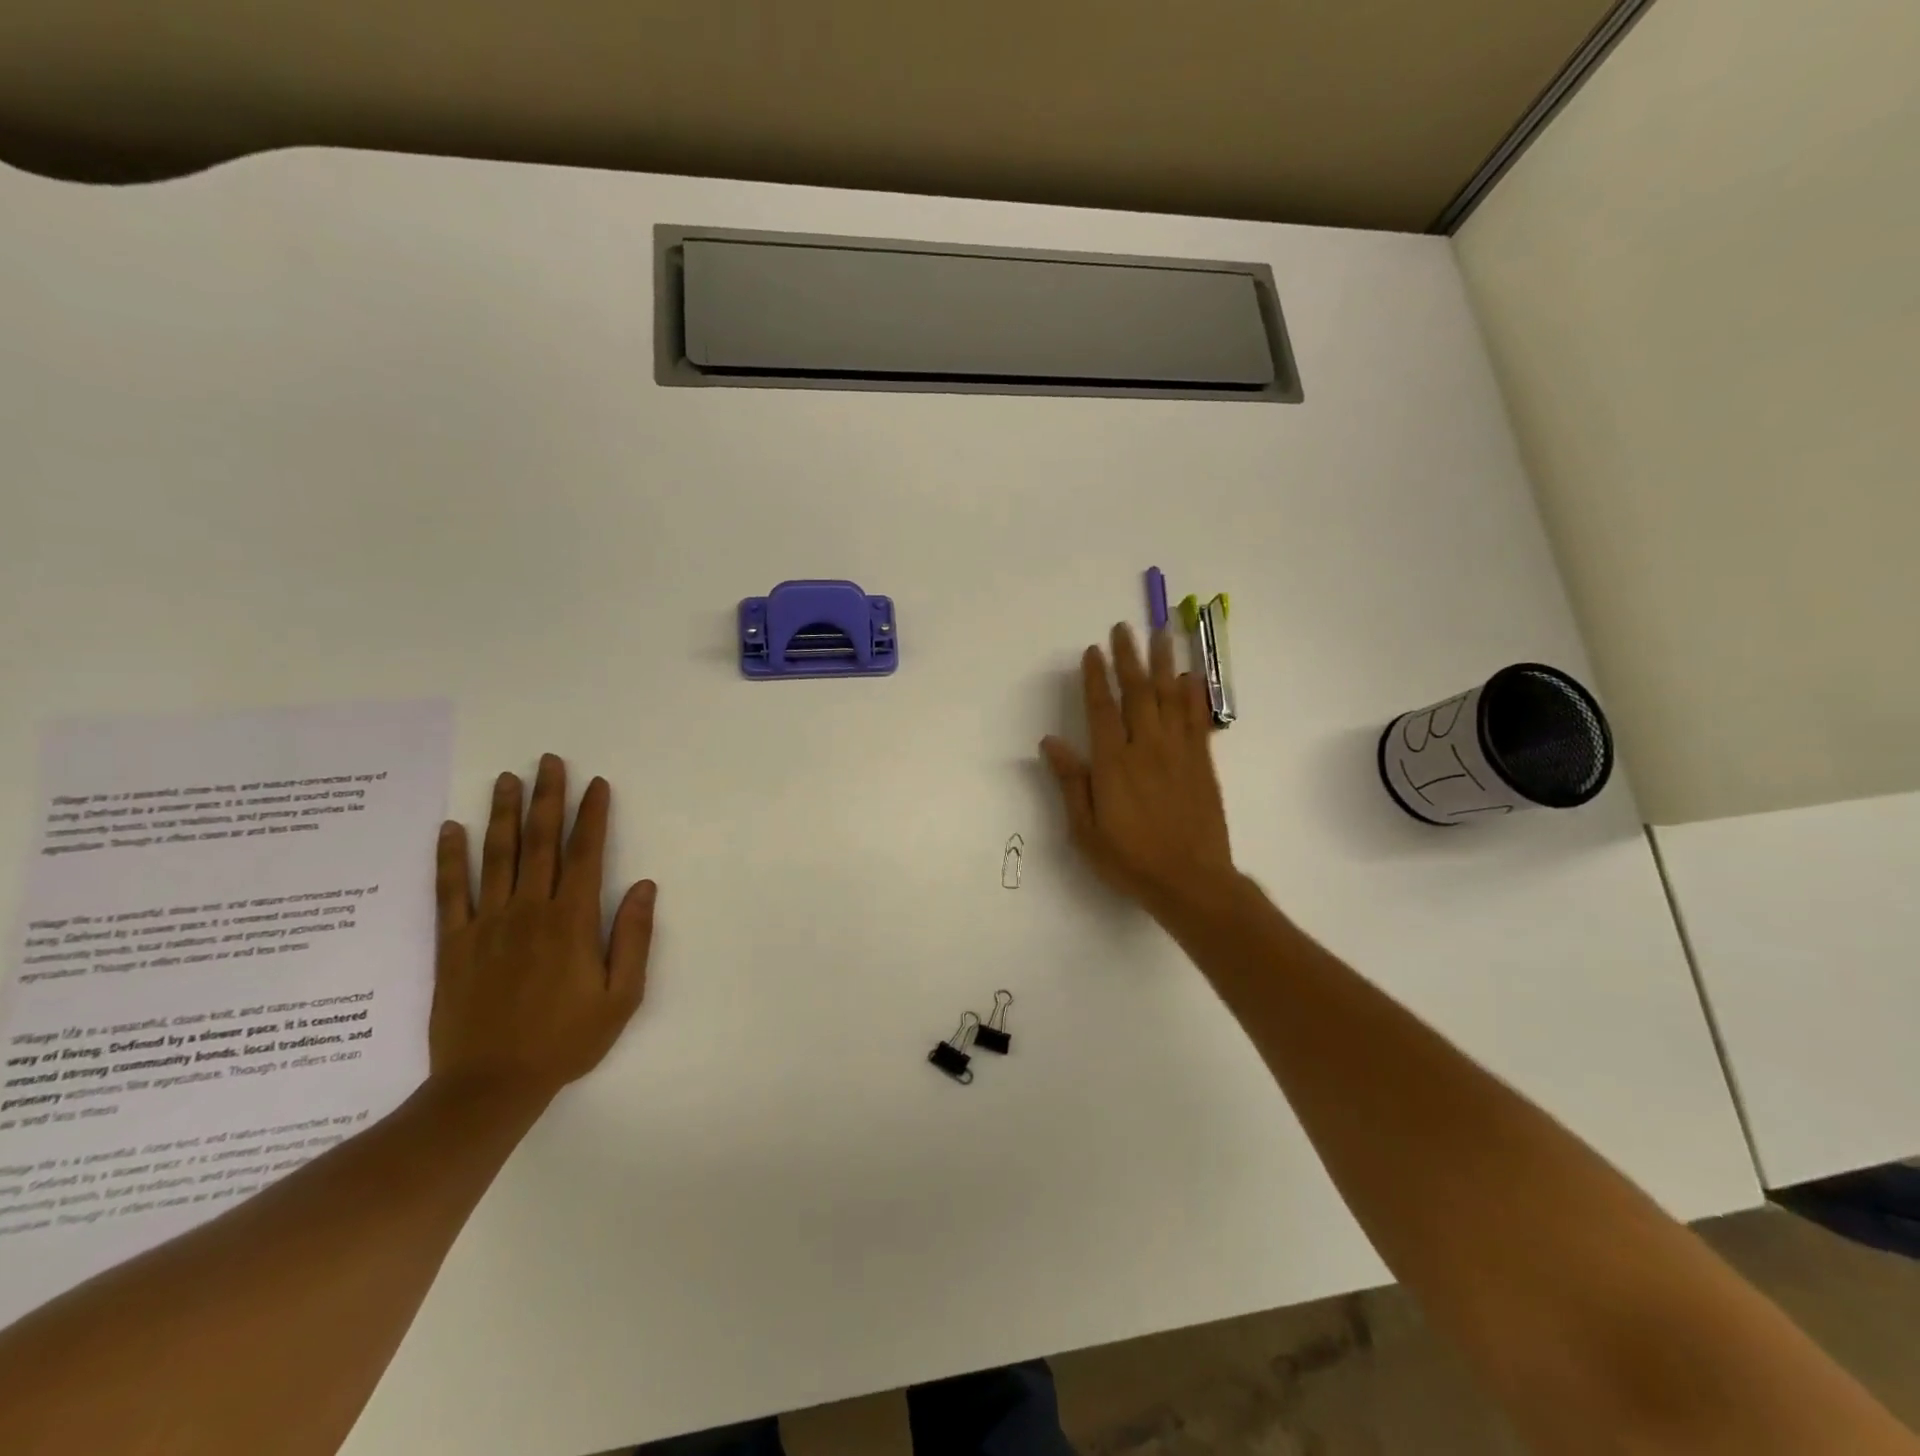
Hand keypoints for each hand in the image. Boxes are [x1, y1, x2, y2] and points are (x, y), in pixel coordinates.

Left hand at [430, 754, 655, 1102]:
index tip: (596, 784)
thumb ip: (633, 937)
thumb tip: (643, 886)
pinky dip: (449, 858)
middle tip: (548, 761)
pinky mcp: (453, 944)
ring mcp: (486, 925)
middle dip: (547, 798)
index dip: (592, 816)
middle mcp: (529, 911)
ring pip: (496, 857)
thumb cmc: (566, 1041)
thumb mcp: (621, 996)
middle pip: (539, 843)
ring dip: (502, 814)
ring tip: (506, 779)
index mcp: (572, 921)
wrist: (489, 1086)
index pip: (585, 854)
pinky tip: (450, 829)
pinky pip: (449, 892)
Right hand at [1041, 623, 1234, 917]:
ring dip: (1163, 663)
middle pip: (1137, 692)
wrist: (1190, 881)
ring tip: (1161, 634)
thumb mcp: (1085, 830)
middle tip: (1124, 628)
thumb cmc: (1129, 859)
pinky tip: (1191, 675)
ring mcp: (1178, 753)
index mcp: (1113, 764)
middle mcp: (1146, 748)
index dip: (1096, 677)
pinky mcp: (1202, 763)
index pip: (1102, 709)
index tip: (1092, 651)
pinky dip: (1194, 694)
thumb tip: (1051, 741)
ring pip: (1169, 697)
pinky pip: (1198, 719)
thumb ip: (1070, 782)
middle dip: (1129, 657)